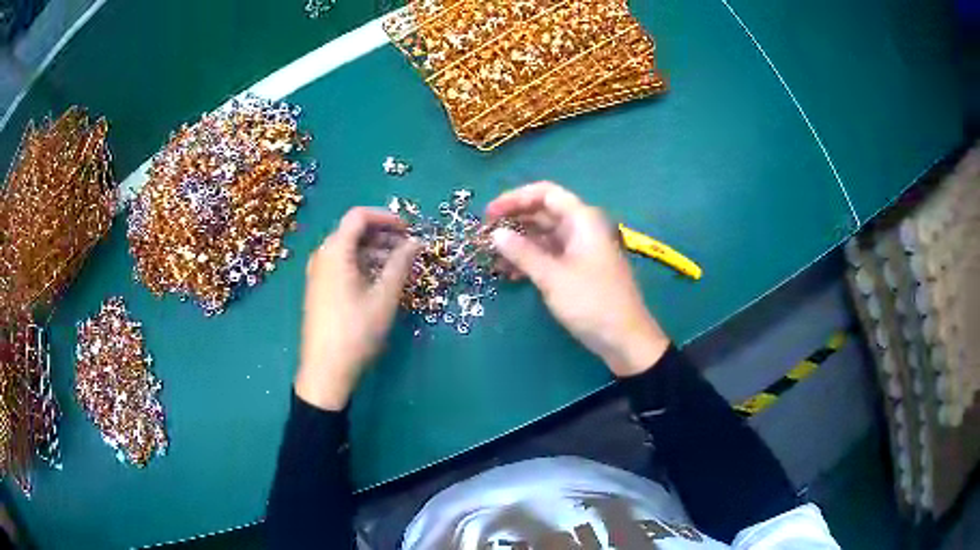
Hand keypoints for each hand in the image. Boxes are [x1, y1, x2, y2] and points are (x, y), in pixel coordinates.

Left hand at [295, 207, 418, 410]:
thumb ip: (401, 264)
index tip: (409, 229)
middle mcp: (322, 256)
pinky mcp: (319, 289)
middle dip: (383, 235)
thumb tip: (417, 242)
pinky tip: (380, 281)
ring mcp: (318, 273)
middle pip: (353, 231)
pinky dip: (363, 265)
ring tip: (399, 267)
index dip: (386, 217)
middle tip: (408, 249)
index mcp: (334, 251)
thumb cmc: (356, 331)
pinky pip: (342, 265)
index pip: (359, 216)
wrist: (325, 370)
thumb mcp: (384, 297)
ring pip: (348, 249)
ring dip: (375, 251)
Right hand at [486, 182, 668, 376]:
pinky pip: (551, 255)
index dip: (515, 198)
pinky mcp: (579, 269)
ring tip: (492, 258)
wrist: (625, 339)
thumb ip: (522, 253)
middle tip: (484, 237)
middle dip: (513, 222)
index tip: (489, 214)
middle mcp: (582, 228)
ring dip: (519, 244)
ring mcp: (582, 249)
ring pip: (544, 236)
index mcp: (582, 220)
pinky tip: (510, 274)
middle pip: (543, 213)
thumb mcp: (553, 277)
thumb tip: (496, 234)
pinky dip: (531, 260)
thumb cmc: (592, 302)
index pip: (545, 193)